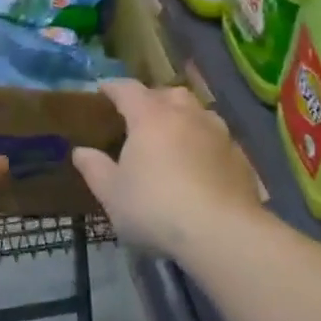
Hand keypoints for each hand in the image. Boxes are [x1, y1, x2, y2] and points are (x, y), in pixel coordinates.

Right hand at [72, 81, 262, 256]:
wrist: (223, 233)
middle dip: (153, 98)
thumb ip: (95, 169)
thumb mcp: (112, 194)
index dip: (113, 87)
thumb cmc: (156, 208)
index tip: (103, 89)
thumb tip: (80, 151)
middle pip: (168, 93)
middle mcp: (185, 115)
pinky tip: (201, 164)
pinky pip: (217, 138)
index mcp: (149, 116)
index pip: (128, 90)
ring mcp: (217, 133)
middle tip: (140, 114)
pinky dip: (205, 143)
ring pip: (198, 112)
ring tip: (174, 135)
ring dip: (183, 117)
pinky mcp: (240, 157)